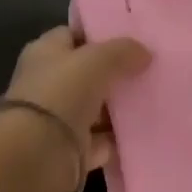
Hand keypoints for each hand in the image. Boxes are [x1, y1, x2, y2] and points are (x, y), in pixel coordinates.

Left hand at [3, 25, 150, 173]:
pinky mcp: (70, 150)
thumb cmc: (60, 94)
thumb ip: (122, 51)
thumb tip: (145, 52)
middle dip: (116, 73)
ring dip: (120, 108)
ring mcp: (59, 118)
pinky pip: (101, 141)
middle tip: (150, 70)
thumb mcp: (96, 61)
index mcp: (45, 53)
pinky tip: (145, 132)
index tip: (132, 39)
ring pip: (96, 108)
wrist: (36, 156)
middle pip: (87, 73)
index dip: (100, 35)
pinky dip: (118, 139)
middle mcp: (49, 83)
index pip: (73, 35)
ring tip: (155, 100)